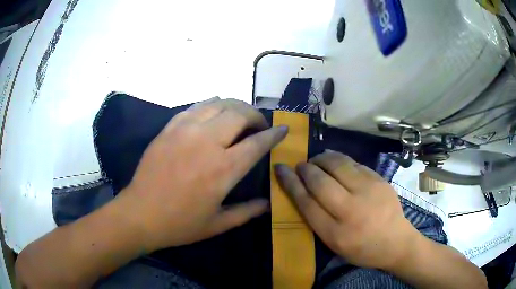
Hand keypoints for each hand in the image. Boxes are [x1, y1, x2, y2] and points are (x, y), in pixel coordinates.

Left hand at [119, 98, 286, 250]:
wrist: (140, 214)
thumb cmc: (180, 224)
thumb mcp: (217, 224)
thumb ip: (247, 212)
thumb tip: (268, 204)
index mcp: (224, 169)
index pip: (258, 142)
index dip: (274, 134)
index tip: (283, 129)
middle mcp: (207, 142)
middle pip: (240, 113)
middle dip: (256, 115)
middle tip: (259, 124)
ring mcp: (185, 131)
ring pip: (218, 104)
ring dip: (235, 106)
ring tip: (239, 116)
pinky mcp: (169, 128)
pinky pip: (196, 107)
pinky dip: (211, 106)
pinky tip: (213, 113)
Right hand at [274, 150, 419, 269]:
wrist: (396, 241)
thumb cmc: (362, 248)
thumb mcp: (334, 244)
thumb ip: (317, 219)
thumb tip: (304, 190)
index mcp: (335, 232)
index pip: (306, 202)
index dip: (290, 182)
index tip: (280, 168)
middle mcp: (350, 210)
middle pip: (320, 181)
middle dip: (305, 168)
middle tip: (300, 165)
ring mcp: (368, 191)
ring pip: (338, 165)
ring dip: (322, 158)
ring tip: (316, 159)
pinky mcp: (379, 180)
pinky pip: (354, 163)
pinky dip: (340, 159)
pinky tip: (335, 160)